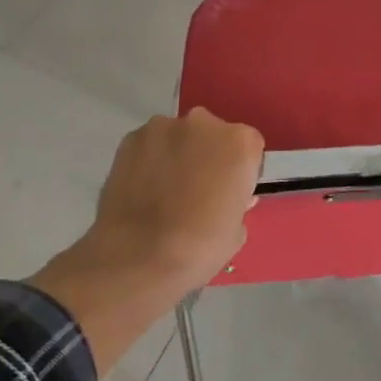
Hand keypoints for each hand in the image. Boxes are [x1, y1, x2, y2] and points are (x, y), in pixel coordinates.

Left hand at [79, 108, 263, 297]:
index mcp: (239, 142)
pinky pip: (149, 146)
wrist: (138, 257)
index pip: (249, 147)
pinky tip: (142, 191)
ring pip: (178, 137)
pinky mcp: (131, 138)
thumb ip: (237, 203)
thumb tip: (228, 196)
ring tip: (164, 193)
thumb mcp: (236, 230)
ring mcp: (164, 127)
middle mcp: (204, 123)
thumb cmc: (200, 245)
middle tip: (197, 191)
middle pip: (212, 134)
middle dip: (207, 155)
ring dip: (177, 155)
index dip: (239, 170)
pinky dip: (149, 161)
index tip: (229, 192)